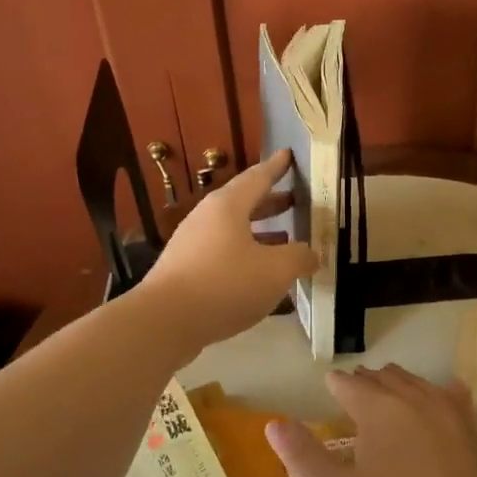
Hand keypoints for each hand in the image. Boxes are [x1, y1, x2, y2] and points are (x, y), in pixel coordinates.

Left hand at [143, 150, 317, 350]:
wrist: (165, 321)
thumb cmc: (225, 284)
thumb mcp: (275, 270)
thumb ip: (299, 257)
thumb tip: (312, 254)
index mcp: (228, 206)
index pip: (258, 177)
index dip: (277, 167)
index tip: (288, 154)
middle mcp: (207, 217)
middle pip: (243, 202)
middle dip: (271, 201)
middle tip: (295, 200)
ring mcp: (192, 243)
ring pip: (232, 229)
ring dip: (259, 231)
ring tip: (285, 238)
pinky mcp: (185, 269)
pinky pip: (222, 252)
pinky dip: (245, 253)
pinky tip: (259, 274)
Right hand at [265, 365, 476, 476]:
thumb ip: (303, 457)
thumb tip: (275, 422)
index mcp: (379, 410)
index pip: (349, 385)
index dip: (334, 387)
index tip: (327, 391)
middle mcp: (416, 400)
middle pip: (385, 378)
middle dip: (365, 383)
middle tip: (351, 396)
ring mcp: (452, 416)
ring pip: (418, 384)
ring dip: (397, 385)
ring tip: (385, 397)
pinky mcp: (476, 437)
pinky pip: (452, 398)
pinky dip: (437, 394)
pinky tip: (439, 400)